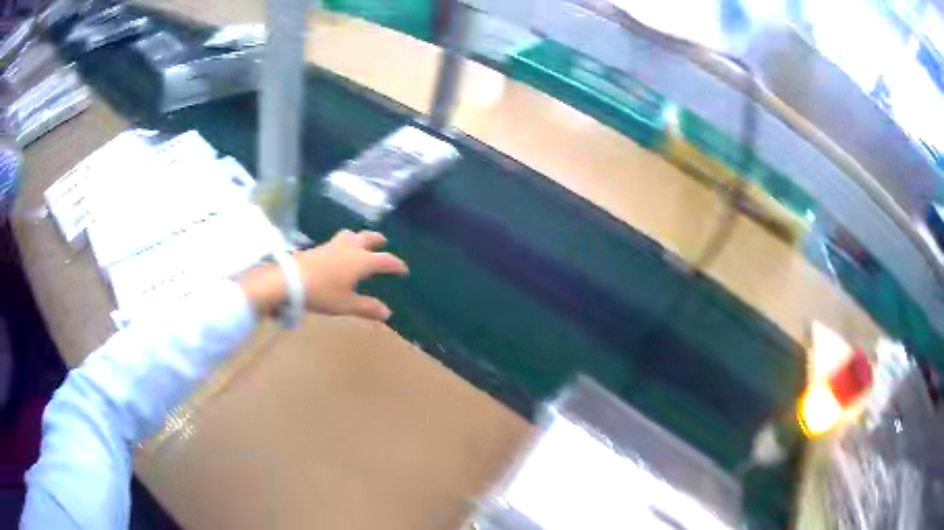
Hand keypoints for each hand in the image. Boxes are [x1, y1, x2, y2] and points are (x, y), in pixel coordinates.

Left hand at [239, 230, 408, 320]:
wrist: (290, 280)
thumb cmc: (322, 293)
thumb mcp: (346, 304)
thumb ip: (367, 307)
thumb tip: (387, 313)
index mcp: (361, 261)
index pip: (385, 260)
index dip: (396, 265)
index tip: (404, 270)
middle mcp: (350, 248)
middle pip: (368, 238)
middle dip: (378, 240)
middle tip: (383, 242)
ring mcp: (333, 245)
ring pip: (351, 235)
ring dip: (359, 237)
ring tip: (360, 243)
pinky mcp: (319, 248)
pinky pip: (338, 240)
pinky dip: (345, 243)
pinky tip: (339, 252)